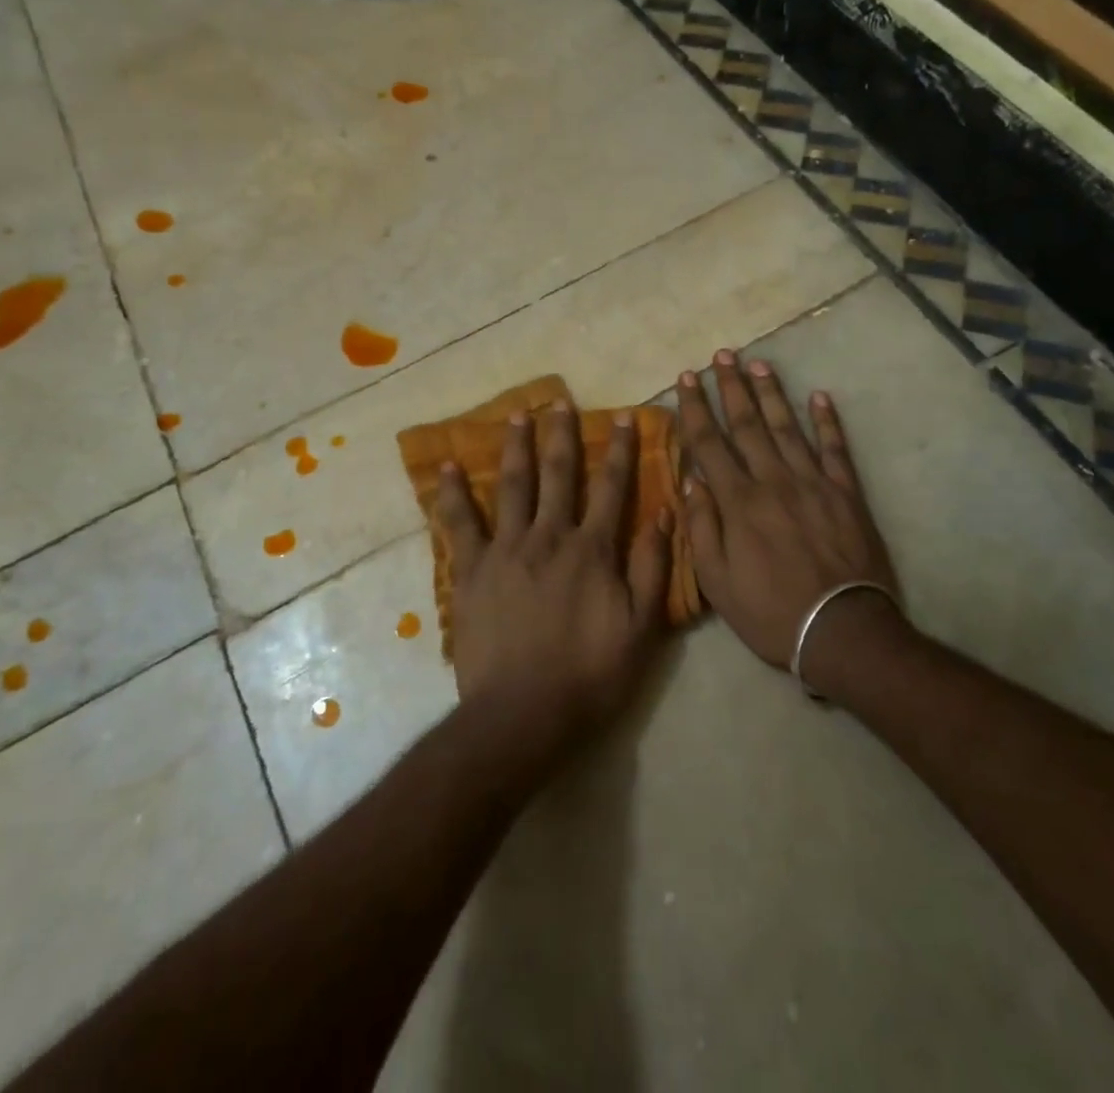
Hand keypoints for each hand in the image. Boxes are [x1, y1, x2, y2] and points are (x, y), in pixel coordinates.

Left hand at [436, 401, 672, 751]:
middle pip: (558, 474)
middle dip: (562, 435)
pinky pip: (460, 523)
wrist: (522, 714)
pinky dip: (453, 494)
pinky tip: (448, 467)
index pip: (612, 488)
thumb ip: (653, 568)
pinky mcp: (473, 570)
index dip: (619, 450)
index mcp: (593, 549)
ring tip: (516, 415)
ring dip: (516, 447)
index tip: (622, 417)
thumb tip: (664, 514)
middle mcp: (550, 536)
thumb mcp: (641, 628)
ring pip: (513, 486)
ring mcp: (507, 550)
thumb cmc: (589, 675)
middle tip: (559, 399)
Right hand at [677, 350, 902, 679]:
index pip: (710, 444)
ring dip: (772, 393)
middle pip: (748, 424)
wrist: (841, 629)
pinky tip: (819, 396)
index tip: (686, 378)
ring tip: (759, 364)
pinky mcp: (846, 493)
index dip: (695, 408)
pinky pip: (835, 449)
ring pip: (787, 427)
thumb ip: (702, 528)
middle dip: (731, 387)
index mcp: (738, 502)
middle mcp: (773, 481)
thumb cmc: (769, 611)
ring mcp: (813, 483)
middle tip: (721, 355)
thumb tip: (691, 480)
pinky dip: (827, 421)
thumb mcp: (717, 582)